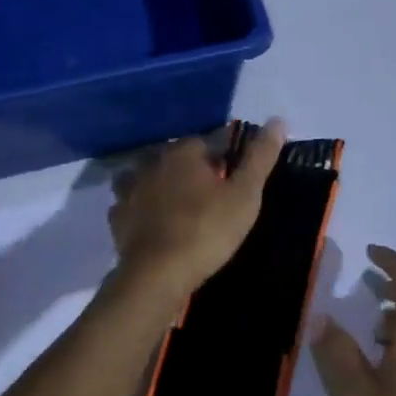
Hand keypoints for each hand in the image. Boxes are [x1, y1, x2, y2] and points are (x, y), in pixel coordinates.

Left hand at [108, 119, 284, 300]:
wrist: (158, 274)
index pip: (206, 141)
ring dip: (162, 186)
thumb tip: (278, 120)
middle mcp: (151, 163)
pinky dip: (143, 210)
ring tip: (180, 206)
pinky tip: (154, 224)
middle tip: (211, 194)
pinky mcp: (117, 219)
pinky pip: (132, 206)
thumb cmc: (207, 229)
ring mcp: (129, 191)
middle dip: (191, 169)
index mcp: (182, 153)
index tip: (234, 175)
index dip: (223, 156)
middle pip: (175, 158)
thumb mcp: (245, 194)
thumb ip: (260, 157)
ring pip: (149, 179)